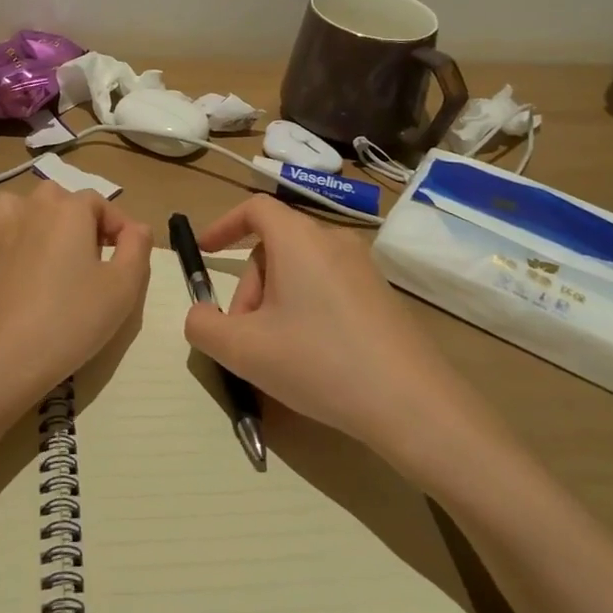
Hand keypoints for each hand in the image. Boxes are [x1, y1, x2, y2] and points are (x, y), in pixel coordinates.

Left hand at [0, 183, 152, 407]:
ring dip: (36, 218)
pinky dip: (4, 238)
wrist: (5, 359)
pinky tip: (14, 262)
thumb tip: (136, 228)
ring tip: (49, 250)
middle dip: (78, 219)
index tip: (127, 256)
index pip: (100, 203)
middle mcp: (31, 208)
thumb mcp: (123, 288)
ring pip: (19, 205)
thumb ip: (137, 248)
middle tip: (92, 256)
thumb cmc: (71, 320)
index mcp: (68, 210)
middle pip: (59, 198)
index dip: (118, 226)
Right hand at [183, 196, 507, 467]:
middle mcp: (332, 240)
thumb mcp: (245, 351)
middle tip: (243, 336)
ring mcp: (362, 266)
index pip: (254, 208)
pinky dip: (305, 309)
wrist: (412, 404)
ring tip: (275, 354)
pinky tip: (311, 358)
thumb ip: (204, 327)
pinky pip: (327, 286)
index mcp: (298, 238)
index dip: (224, 225)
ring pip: (300, 270)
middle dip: (249, 288)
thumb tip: (199, 315)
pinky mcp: (381, 294)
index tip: (205, 253)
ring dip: (275, 302)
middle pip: (274, 247)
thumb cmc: (319, 362)